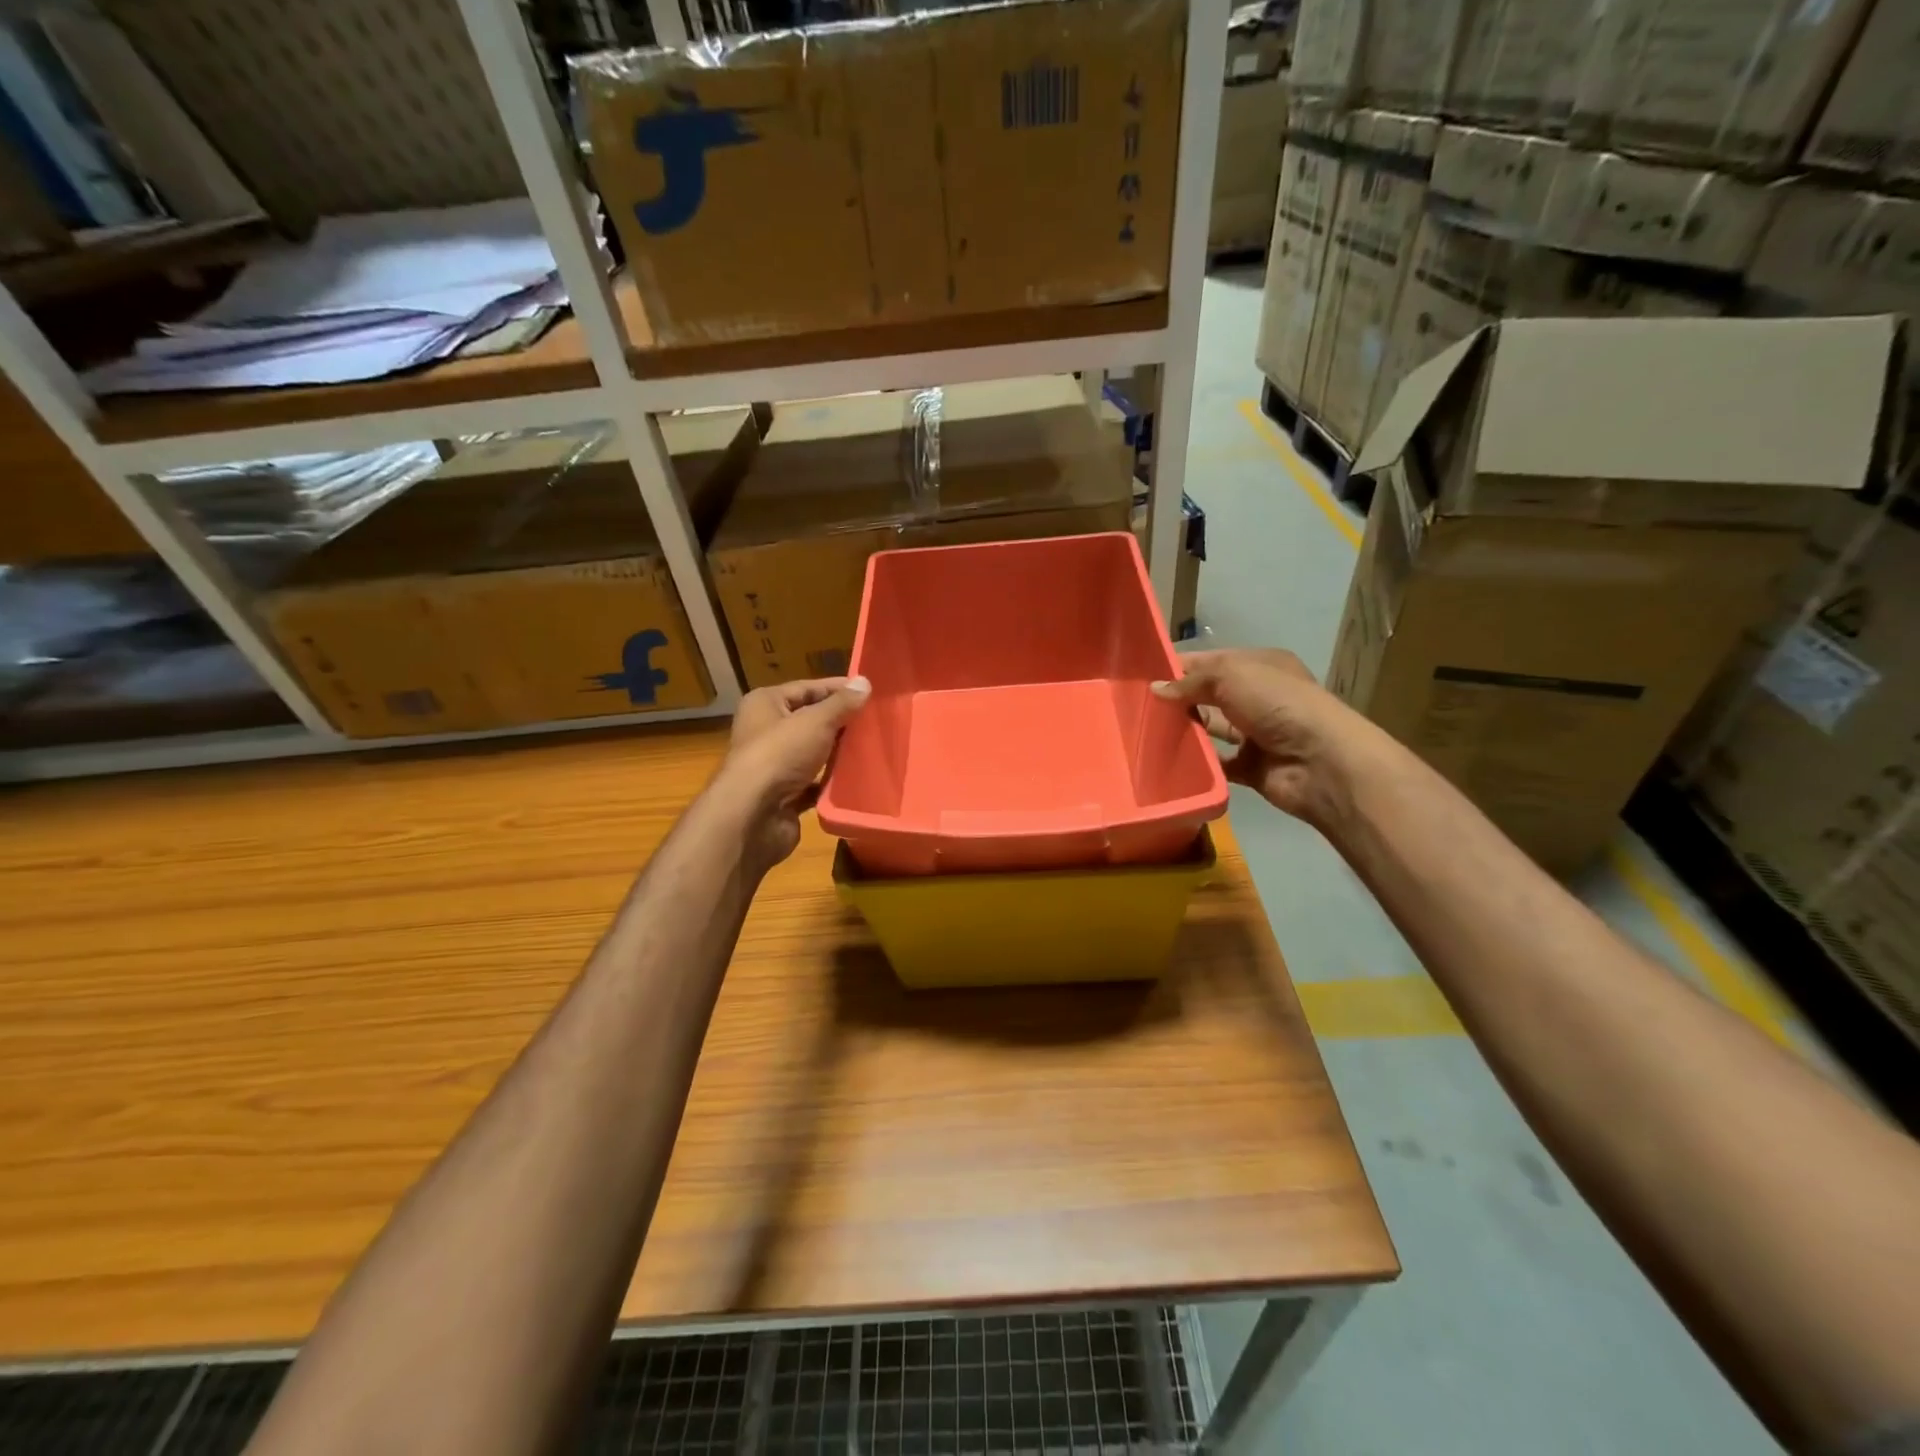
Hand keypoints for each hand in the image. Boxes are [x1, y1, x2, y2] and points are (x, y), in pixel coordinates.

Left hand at [716, 676, 870, 868]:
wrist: (754, 815)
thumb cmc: (780, 755)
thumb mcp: (816, 721)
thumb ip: (841, 704)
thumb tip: (865, 682)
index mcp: (765, 704)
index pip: (806, 688)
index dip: (837, 689)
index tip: (870, 692)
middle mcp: (765, 731)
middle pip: (809, 720)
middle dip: (840, 721)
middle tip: (876, 720)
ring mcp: (774, 766)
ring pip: (813, 753)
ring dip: (838, 752)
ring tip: (872, 747)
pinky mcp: (784, 795)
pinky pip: (814, 782)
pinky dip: (832, 781)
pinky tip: (857, 778)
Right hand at [1150, 648, 1355, 824]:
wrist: (1320, 761)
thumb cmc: (1278, 704)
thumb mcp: (1231, 676)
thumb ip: (1191, 682)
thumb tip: (1156, 689)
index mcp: (1260, 666)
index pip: (1213, 661)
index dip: (1180, 666)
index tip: (1143, 675)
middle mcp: (1259, 697)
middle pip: (1210, 695)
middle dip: (1179, 699)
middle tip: (1138, 707)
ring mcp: (1256, 734)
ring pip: (1212, 729)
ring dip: (1186, 730)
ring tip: (1147, 733)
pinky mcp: (1251, 767)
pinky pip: (1217, 762)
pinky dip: (1198, 762)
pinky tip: (1169, 760)